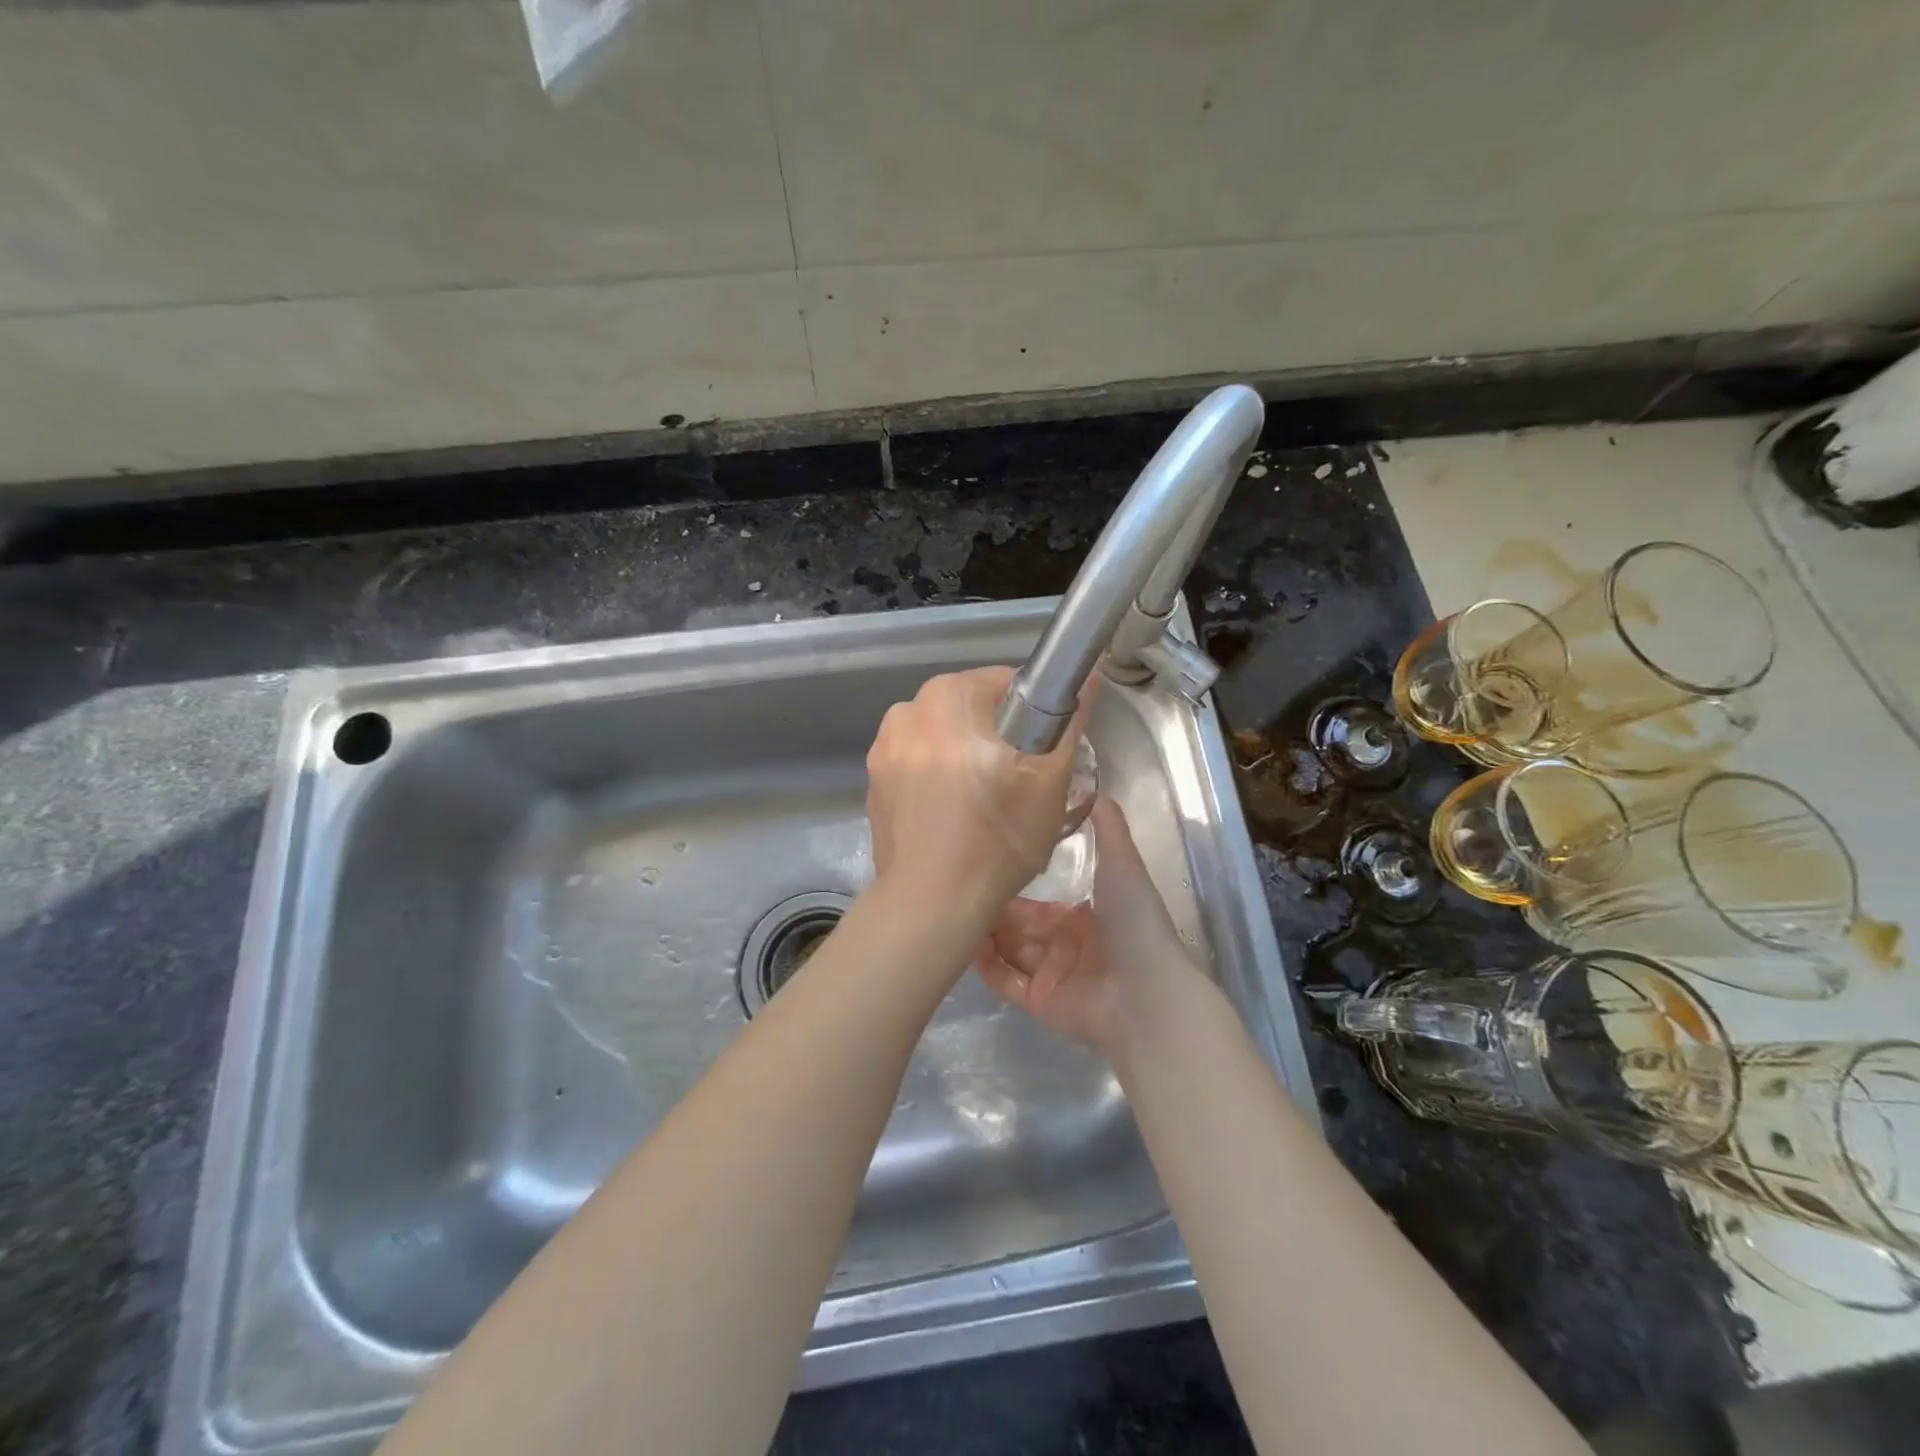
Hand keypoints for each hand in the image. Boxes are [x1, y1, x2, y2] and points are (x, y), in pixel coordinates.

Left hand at [865, 666, 1092, 908]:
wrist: (931, 902)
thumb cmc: (997, 836)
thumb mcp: (1050, 778)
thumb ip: (1070, 720)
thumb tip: (1090, 678)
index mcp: (946, 696)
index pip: (1004, 683)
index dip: (1034, 715)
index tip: (1043, 752)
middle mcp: (905, 711)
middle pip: (970, 710)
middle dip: (997, 737)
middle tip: (1020, 783)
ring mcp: (882, 749)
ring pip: (943, 738)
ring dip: (965, 756)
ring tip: (985, 803)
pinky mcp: (873, 784)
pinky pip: (918, 765)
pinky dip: (937, 779)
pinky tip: (952, 816)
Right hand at [977, 797, 1197, 1053]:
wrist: (1145, 991)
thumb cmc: (1133, 923)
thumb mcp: (1123, 865)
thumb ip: (1109, 830)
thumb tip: (1096, 791)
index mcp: (1085, 916)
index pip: (1041, 901)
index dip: (1016, 885)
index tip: (988, 863)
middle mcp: (1066, 944)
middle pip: (1020, 925)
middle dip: (995, 909)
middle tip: (962, 886)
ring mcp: (1052, 974)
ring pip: (1008, 949)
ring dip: (985, 932)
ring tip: (956, 909)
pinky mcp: (1039, 1002)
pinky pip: (1005, 981)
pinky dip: (986, 964)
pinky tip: (967, 942)